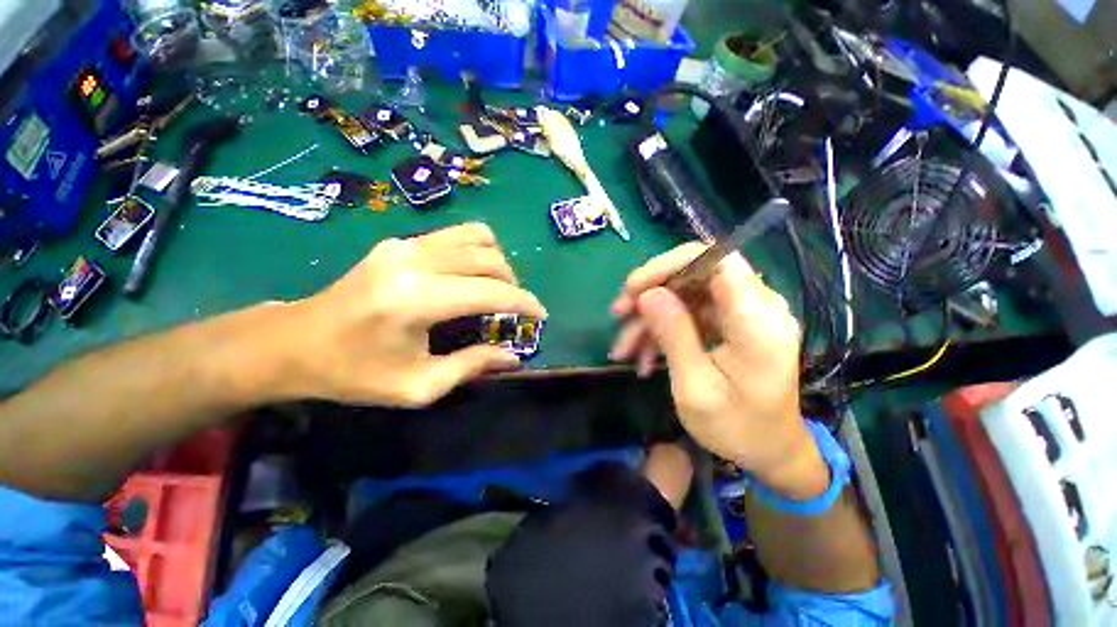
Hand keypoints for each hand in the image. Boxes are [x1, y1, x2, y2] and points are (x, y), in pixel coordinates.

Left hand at [279, 223, 546, 407]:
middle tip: (515, 308)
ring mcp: (404, 244)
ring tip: (497, 288)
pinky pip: (454, 235)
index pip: (490, 292)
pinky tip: (470, 276)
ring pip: (475, 236)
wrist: (294, 343)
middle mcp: (413, 261)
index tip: (541, 314)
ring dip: (497, 262)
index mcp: (416, 300)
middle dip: (513, 283)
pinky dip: (475, 252)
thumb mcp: (418, 386)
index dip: (524, 303)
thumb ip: (472, 366)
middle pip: (488, 258)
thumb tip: (513, 356)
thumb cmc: (353, 373)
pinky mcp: (399, 241)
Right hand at [610, 244, 827, 497]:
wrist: (769, 451)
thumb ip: (674, 336)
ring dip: (649, 318)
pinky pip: (688, 314)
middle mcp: (755, 306)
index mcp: (757, 319)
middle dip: (650, 292)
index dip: (670, 264)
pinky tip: (643, 357)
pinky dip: (661, 331)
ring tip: (623, 348)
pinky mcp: (728, 324)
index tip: (634, 288)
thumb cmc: (737, 427)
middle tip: (618, 313)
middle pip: (694, 274)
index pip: (716, 260)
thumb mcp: (696, 388)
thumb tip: (648, 294)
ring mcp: (741, 314)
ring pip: (684, 296)